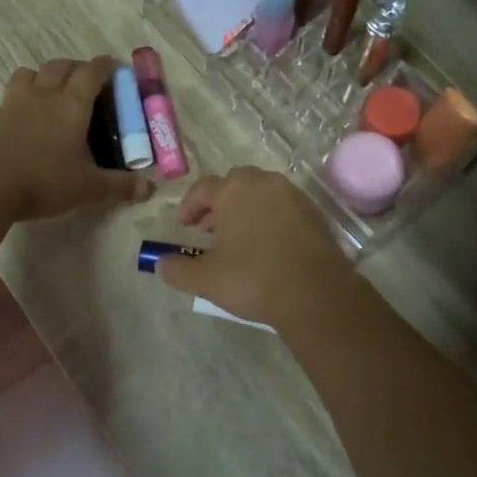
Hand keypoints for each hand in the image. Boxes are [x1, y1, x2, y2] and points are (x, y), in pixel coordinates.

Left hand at [0, 58, 151, 221]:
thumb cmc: (45, 182)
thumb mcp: (89, 188)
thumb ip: (120, 186)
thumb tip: (149, 190)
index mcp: (71, 105)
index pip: (91, 72)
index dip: (104, 65)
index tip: (113, 65)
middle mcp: (42, 96)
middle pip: (59, 66)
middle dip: (75, 67)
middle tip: (84, 79)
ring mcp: (12, 104)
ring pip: (27, 74)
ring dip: (41, 76)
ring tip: (48, 91)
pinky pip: (5, 101)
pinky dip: (16, 104)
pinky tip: (18, 121)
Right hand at [155, 168, 356, 327]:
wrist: (315, 293)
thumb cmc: (253, 279)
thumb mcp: (206, 279)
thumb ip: (177, 269)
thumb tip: (161, 263)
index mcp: (234, 190)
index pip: (203, 188)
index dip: (189, 206)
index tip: (183, 226)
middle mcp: (264, 183)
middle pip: (235, 183)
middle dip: (219, 203)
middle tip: (210, 229)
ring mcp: (294, 196)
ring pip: (262, 193)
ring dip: (246, 209)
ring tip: (239, 238)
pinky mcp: (315, 213)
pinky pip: (285, 208)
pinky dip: (271, 219)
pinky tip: (268, 246)